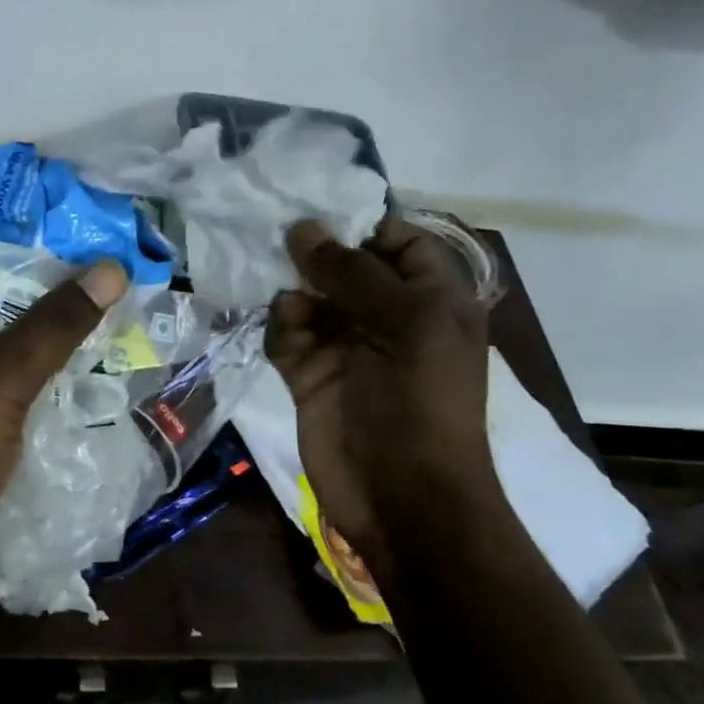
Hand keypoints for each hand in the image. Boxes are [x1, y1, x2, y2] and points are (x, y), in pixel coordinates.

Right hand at [266, 215, 493, 555]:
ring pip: (306, 296)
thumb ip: (352, 272)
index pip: (395, 240)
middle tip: (274, 241)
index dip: (359, 223)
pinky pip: (285, 334)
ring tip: (291, 312)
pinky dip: (281, 331)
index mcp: (429, 297)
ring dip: (293, 297)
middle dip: (310, 255)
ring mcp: (345, 345)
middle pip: (341, 265)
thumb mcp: (405, 325)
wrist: (401, 497)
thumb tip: (301, 227)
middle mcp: (386, 314)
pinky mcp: (308, 374)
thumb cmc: (421, 403)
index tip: (313, 207)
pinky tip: (286, 343)